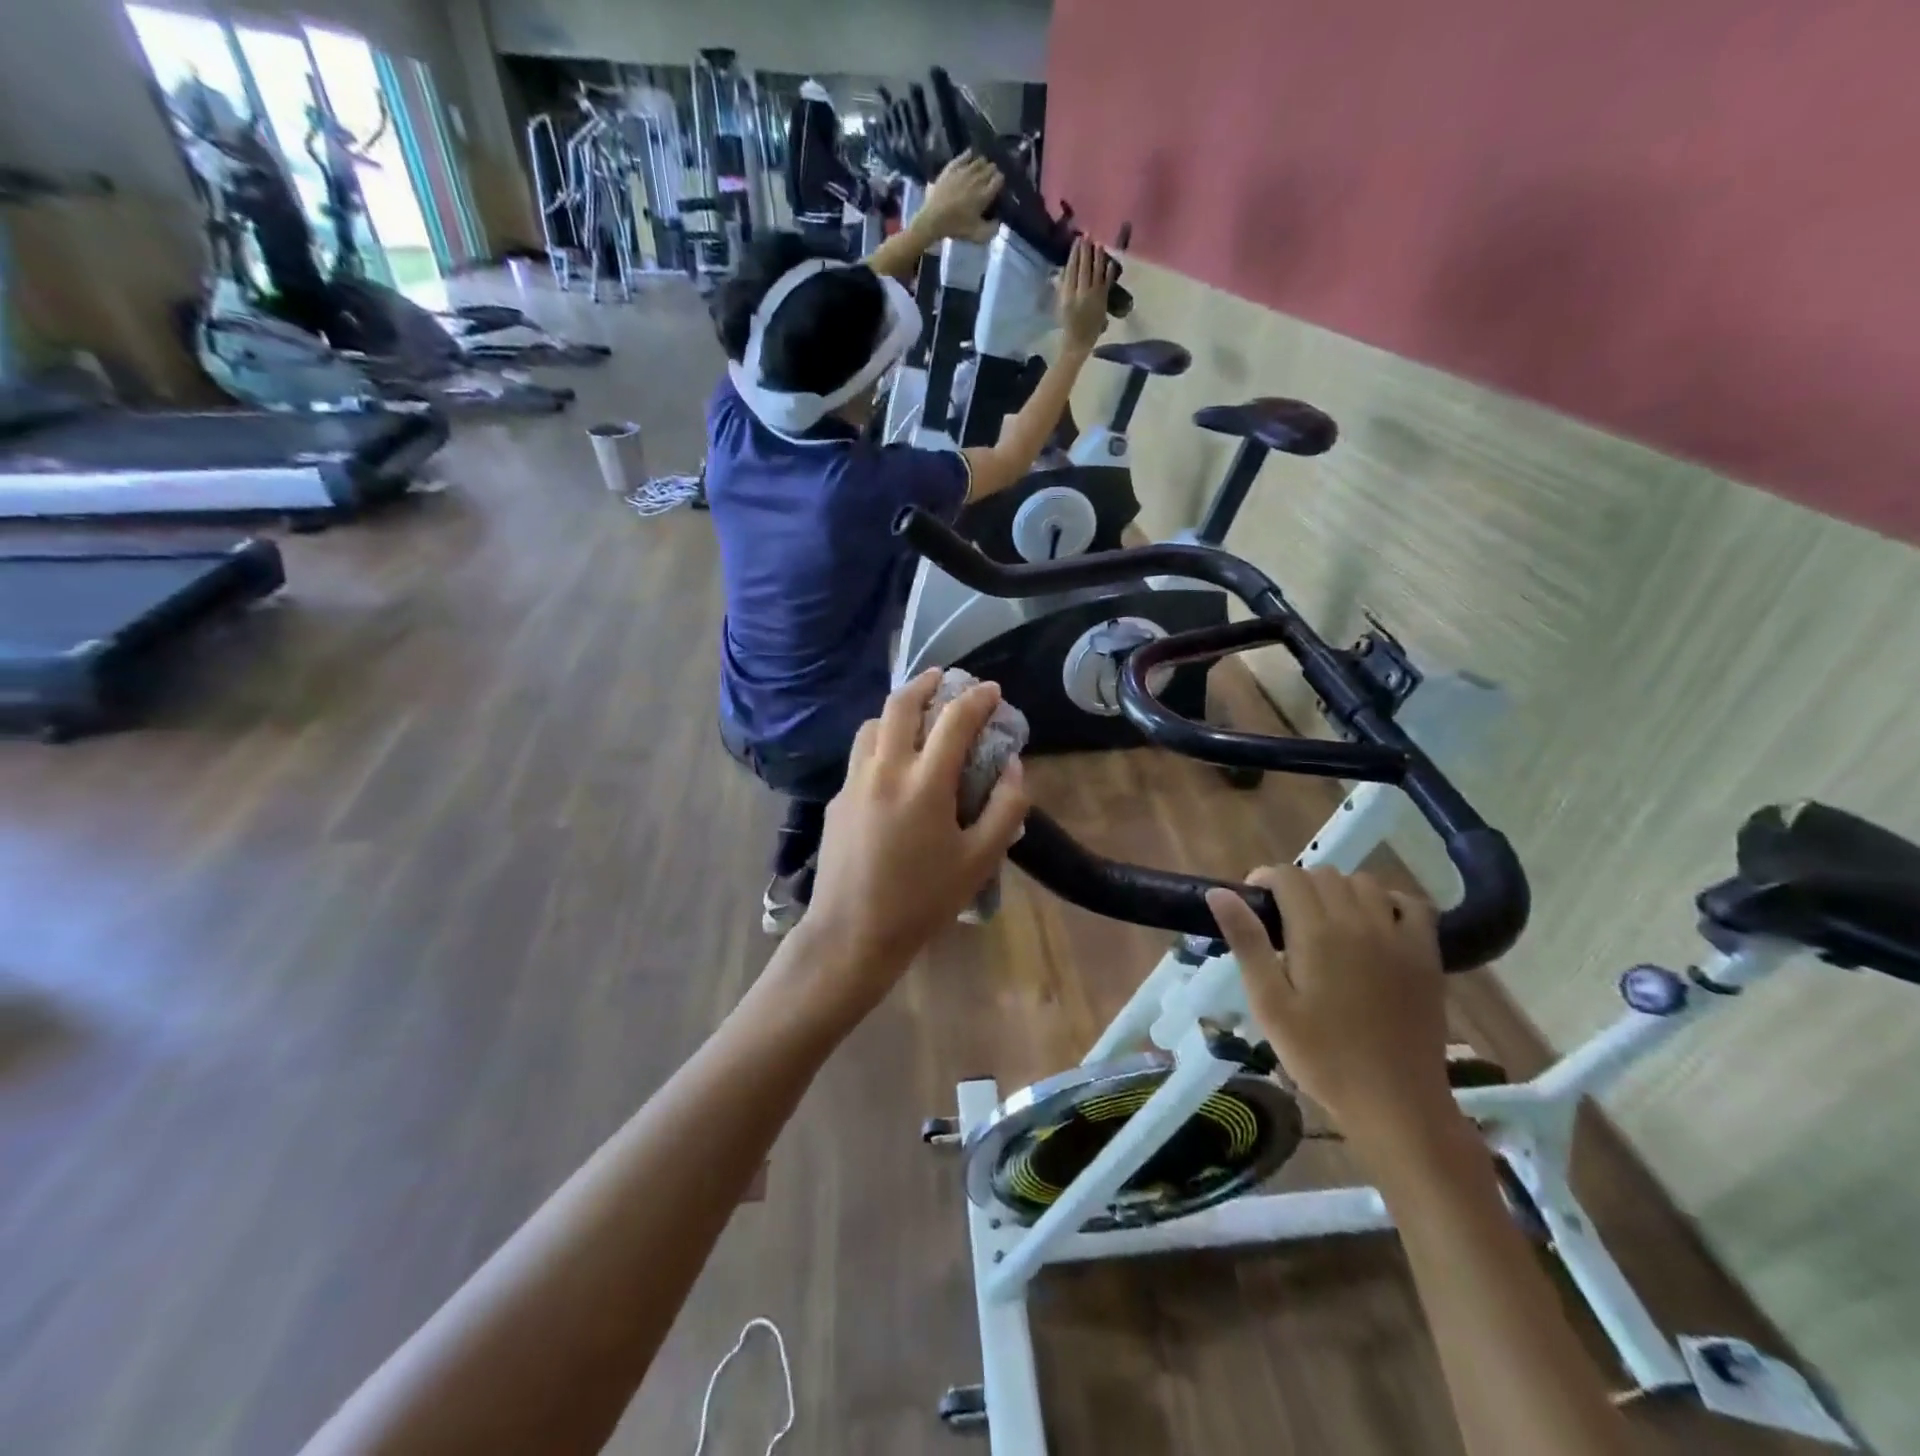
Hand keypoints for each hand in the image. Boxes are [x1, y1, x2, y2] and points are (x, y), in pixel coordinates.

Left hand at [796, 671, 1030, 1013]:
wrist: (851, 933)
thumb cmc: (923, 900)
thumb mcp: (980, 860)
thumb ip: (1006, 807)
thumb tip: (1014, 765)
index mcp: (924, 782)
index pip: (954, 720)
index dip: (977, 698)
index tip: (992, 690)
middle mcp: (884, 769)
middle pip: (900, 704)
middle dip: (925, 683)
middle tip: (943, 678)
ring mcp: (853, 782)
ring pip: (872, 725)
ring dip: (896, 711)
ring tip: (915, 719)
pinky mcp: (835, 800)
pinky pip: (859, 756)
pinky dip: (880, 743)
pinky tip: (891, 767)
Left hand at [919, 152, 1002, 242]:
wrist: (934, 218)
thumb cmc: (957, 227)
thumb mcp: (978, 235)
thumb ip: (992, 229)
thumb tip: (999, 221)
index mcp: (985, 194)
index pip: (999, 179)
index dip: (999, 181)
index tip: (998, 186)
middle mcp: (977, 179)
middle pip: (990, 168)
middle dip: (992, 171)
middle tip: (990, 178)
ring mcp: (964, 171)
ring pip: (979, 160)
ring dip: (982, 164)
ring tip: (981, 169)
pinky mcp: (951, 168)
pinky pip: (963, 156)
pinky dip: (968, 155)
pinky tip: (970, 154)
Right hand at [1056, 237, 1114, 351]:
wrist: (1077, 344)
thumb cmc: (1067, 325)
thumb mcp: (1060, 306)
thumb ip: (1063, 288)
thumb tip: (1065, 270)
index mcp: (1067, 295)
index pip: (1071, 270)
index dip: (1074, 254)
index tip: (1077, 241)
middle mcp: (1080, 294)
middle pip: (1083, 268)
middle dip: (1085, 251)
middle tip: (1087, 235)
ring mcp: (1092, 297)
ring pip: (1095, 272)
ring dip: (1097, 257)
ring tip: (1098, 244)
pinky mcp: (1102, 302)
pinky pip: (1106, 283)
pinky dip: (1108, 273)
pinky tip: (1110, 262)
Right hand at [1205, 866, 1455, 1152]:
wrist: (1394, 1101)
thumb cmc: (1320, 1055)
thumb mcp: (1269, 1003)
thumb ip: (1247, 942)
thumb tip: (1219, 893)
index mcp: (1316, 932)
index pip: (1288, 876)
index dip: (1265, 880)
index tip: (1254, 903)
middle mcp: (1359, 921)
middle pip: (1324, 874)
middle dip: (1298, 886)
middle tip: (1284, 921)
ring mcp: (1398, 936)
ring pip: (1364, 883)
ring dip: (1339, 891)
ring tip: (1326, 922)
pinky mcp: (1427, 955)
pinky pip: (1412, 905)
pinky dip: (1389, 902)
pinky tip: (1375, 924)